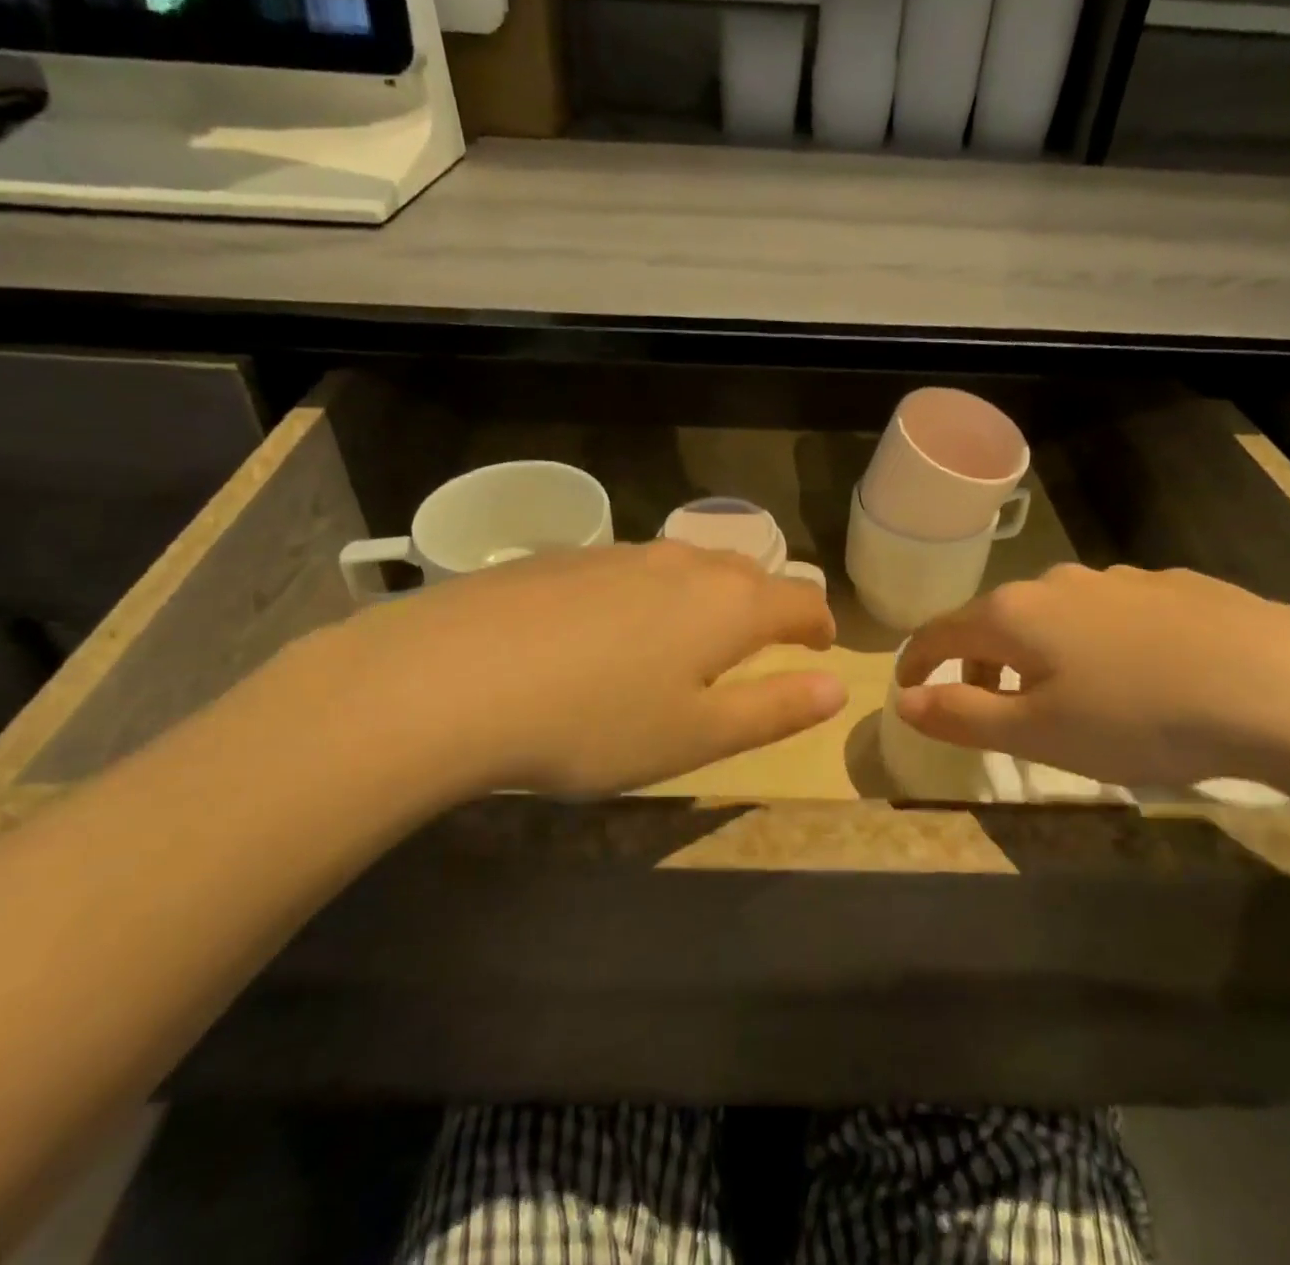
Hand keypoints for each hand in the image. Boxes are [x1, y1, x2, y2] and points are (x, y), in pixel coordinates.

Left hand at [284, 541, 843, 802]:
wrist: (452, 677)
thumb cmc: (593, 722)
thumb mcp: (696, 735)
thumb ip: (774, 709)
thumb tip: (836, 686)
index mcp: (728, 604)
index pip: (799, 600)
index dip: (817, 624)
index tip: (820, 646)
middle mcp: (682, 563)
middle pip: (747, 573)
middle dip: (766, 605)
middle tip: (761, 642)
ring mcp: (620, 554)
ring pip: (687, 567)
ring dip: (707, 596)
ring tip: (692, 635)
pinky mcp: (566, 558)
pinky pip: (632, 570)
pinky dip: (650, 594)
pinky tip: (612, 631)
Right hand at [894, 563, 1289, 792]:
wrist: (1284, 685)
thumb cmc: (1138, 717)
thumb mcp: (1038, 734)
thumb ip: (961, 716)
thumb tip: (904, 701)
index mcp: (1014, 615)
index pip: (939, 631)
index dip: (916, 660)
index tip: (908, 686)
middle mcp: (1056, 583)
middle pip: (995, 620)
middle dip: (978, 662)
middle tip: (987, 705)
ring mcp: (1117, 579)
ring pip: (1055, 615)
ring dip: (1037, 652)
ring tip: (1064, 696)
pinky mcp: (1173, 586)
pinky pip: (1109, 613)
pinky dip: (1095, 642)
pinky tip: (1137, 674)